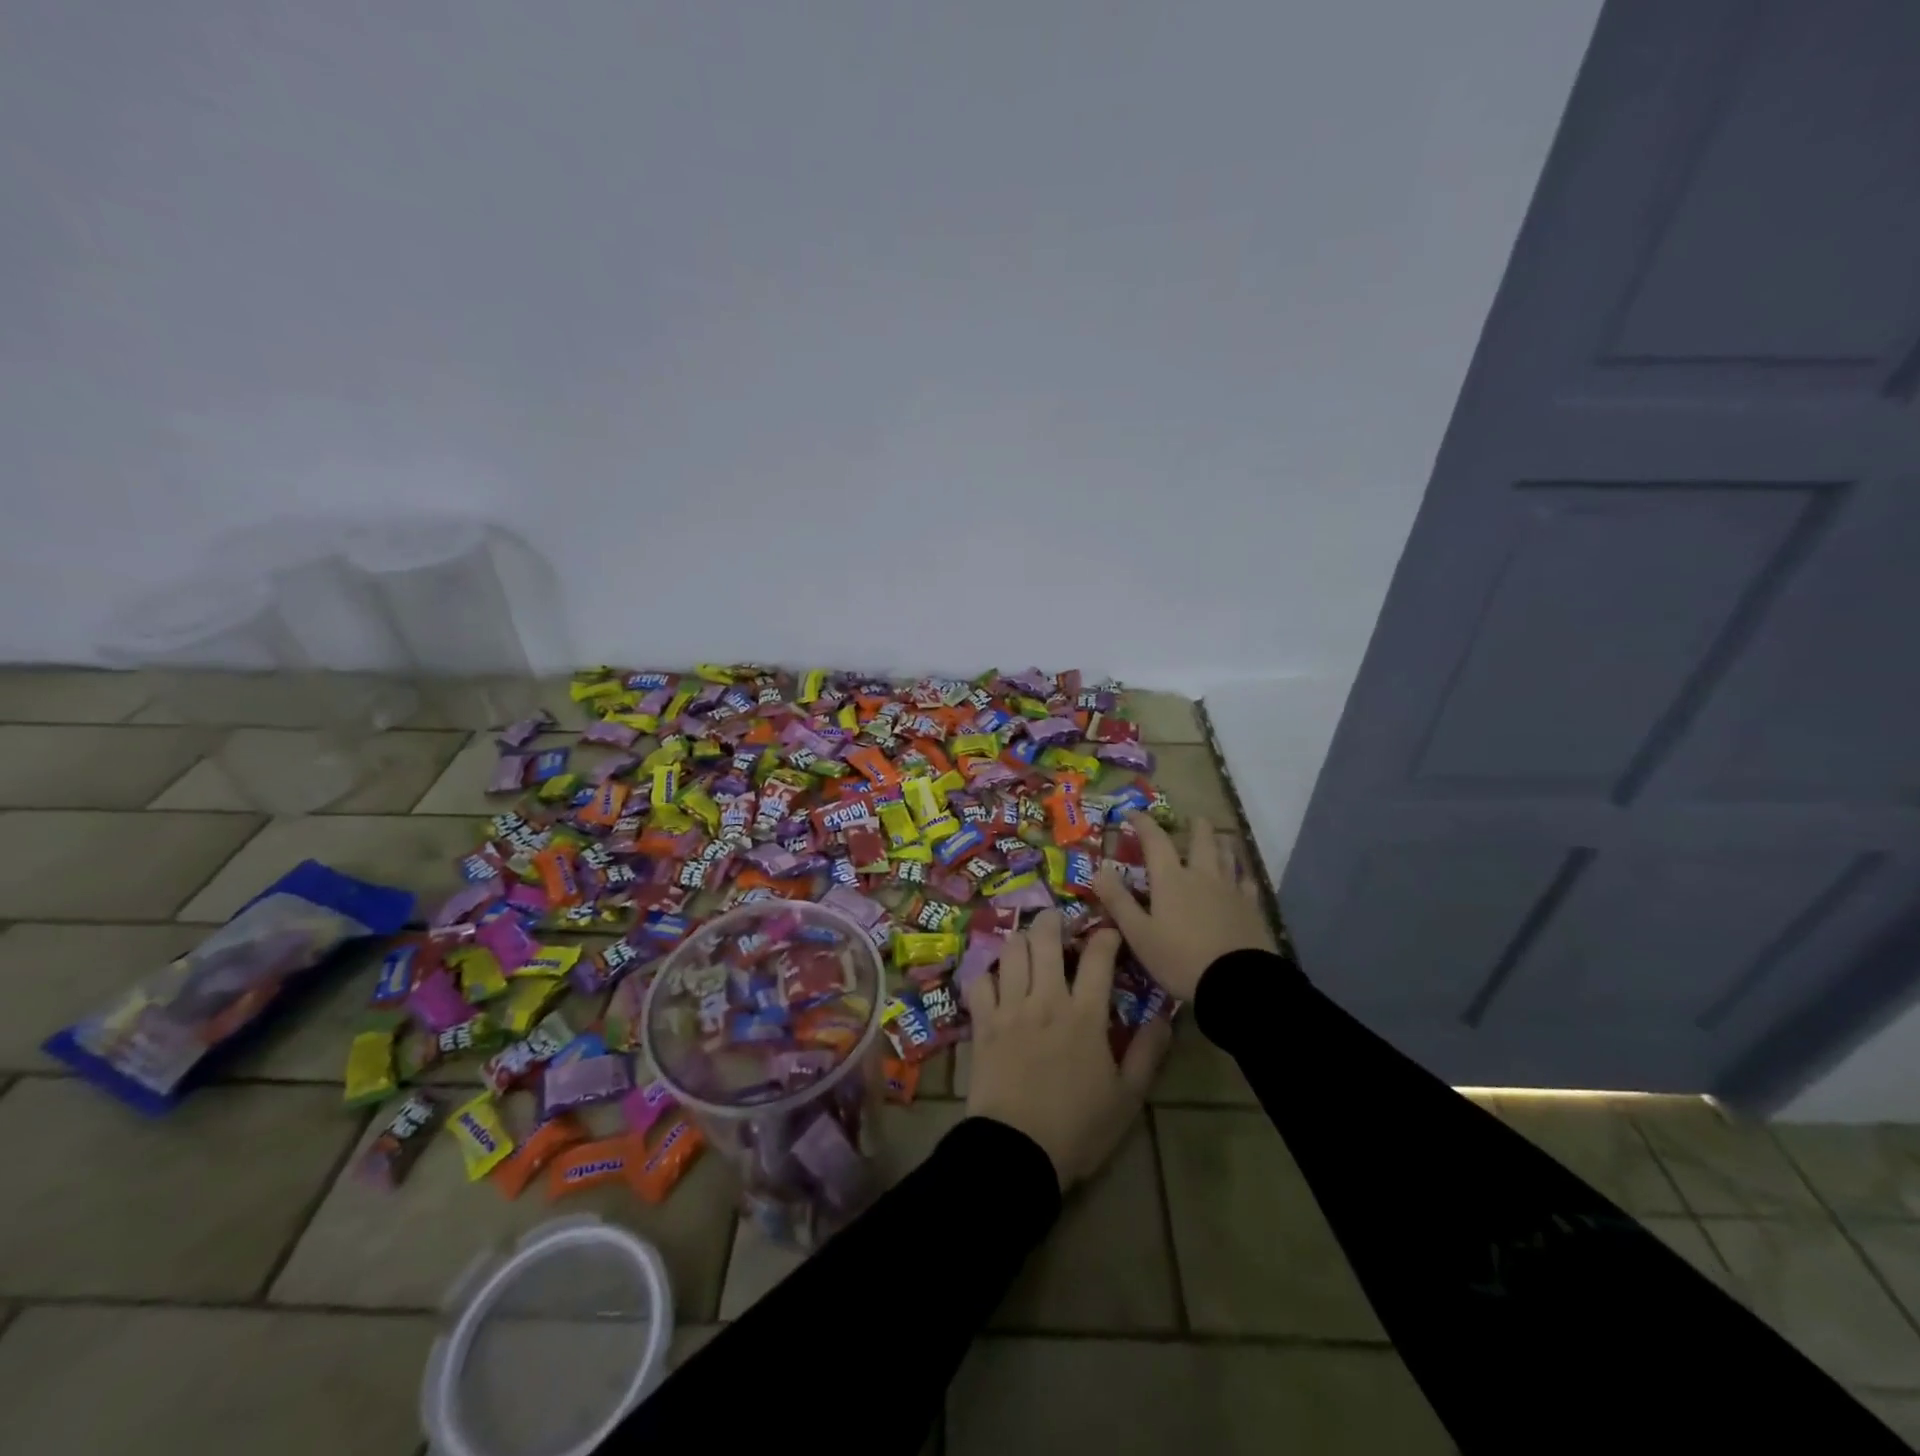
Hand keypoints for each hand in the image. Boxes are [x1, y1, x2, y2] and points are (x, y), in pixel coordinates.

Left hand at [962, 911, 1171, 1189]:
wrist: (1018, 1151)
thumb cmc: (1078, 1128)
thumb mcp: (1127, 1098)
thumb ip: (1147, 1053)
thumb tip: (1165, 1017)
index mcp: (1085, 1015)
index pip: (1098, 957)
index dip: (1106, 936)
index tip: (1110, 932)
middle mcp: (1047, 999)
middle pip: (1045, 938)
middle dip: (1053, 921)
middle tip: (1059, 923)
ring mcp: (1010, 1007)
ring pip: (1011, 950)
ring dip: (1021, 941)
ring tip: (1028, 947)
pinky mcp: (983, 1022)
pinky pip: (979, 981)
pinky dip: (987, 974)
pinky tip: (996, 981)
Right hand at [1093, 813, 1274, 999]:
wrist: (1237, 984)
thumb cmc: (1180, 959)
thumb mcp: (1139, 934)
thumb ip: (1118, 901)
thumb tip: (1099, 870)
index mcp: (1171, 879)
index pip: (1155, 840)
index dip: (1143, 823)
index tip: (1132, 813)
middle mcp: (1202, 876)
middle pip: (1202, 839)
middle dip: (1195, 826)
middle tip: (1191, 820)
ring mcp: (1231, 890)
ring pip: (1228, 855)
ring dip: (1221, 843)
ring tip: (1218, 839)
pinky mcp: (1252, 908)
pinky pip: (1247, 882)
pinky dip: (1241, 875)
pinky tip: (1241, 879)